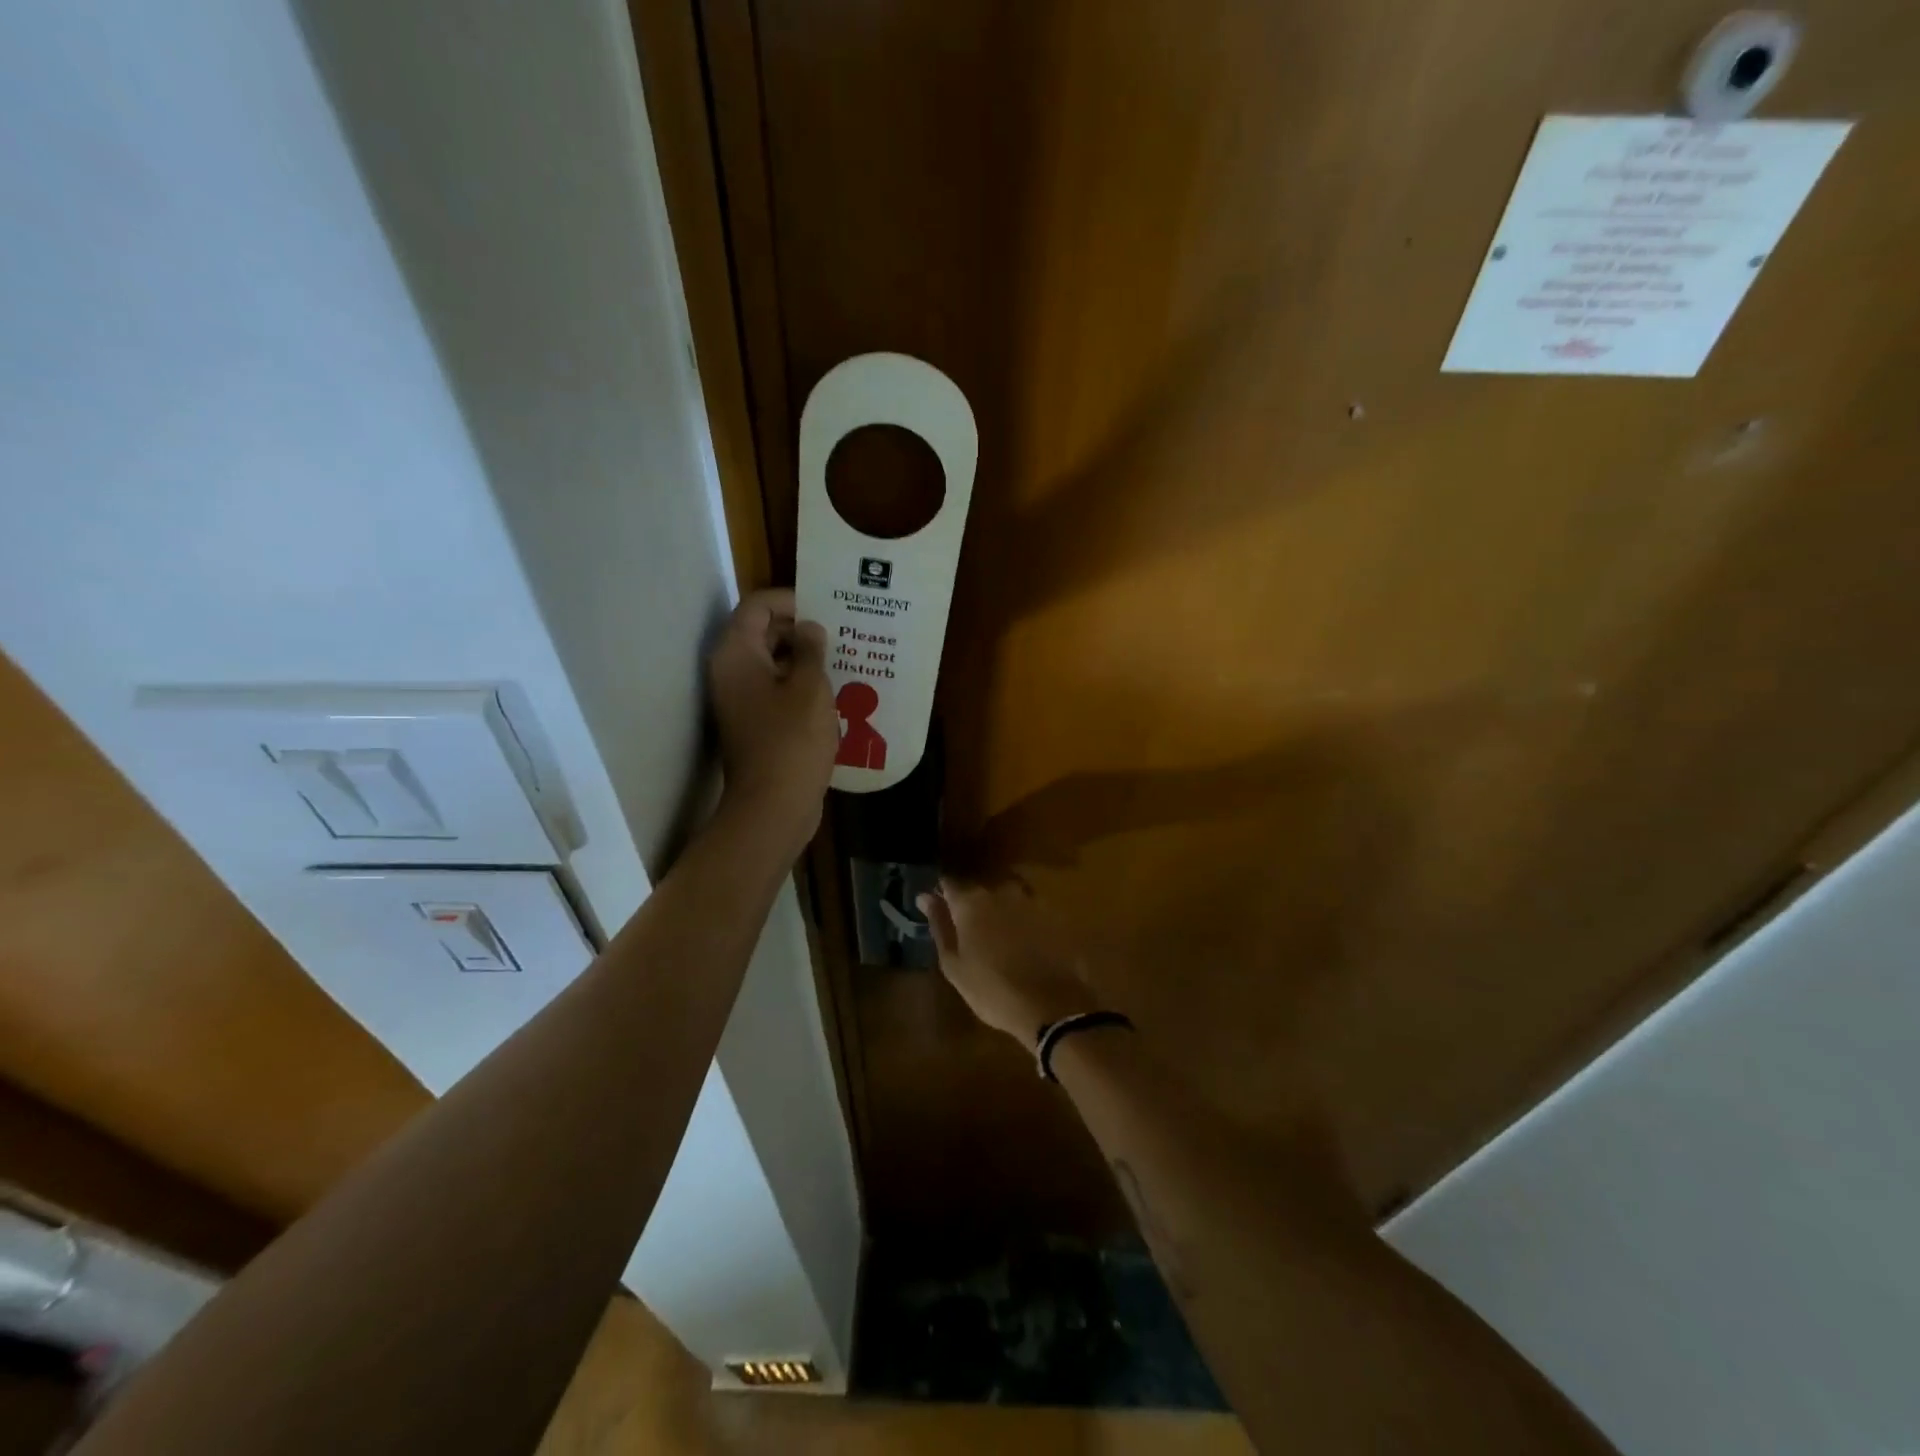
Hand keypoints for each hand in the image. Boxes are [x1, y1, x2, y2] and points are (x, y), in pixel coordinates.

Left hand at [708, 589, 836, 852]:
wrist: (773, 806)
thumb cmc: (791, 741)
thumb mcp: (810, 688)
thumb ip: (811, 650)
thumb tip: (809, 629)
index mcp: (736, 654)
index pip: (757, 606)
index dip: (791, 600)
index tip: (827, 608)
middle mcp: (730, 672)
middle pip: (763, 633)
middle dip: (801, 629)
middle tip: (841, 632)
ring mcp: (740, 700)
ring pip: (772, 664)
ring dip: (804, 659)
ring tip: (844, 658)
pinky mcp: (754, 723)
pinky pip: (776, 690)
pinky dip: (800, 685)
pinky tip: (834, 691)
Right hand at [917, 877, 1101, 1041]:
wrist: (1053, 1006)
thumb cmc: (992, 990)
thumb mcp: (954, 965)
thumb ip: (939, 925)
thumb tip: (924, 896)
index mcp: (971, 901)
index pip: (948, 882)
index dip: (941, 892)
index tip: (937, 905)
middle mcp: (1000, 890)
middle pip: (979, 888)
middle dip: (971, 903)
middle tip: (968, 929)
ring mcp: (1030, 898)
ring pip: (1005, 895)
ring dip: (998, 909)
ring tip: (996, 936)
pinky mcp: (1053, 912)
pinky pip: (1029, 907)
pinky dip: (1022, 918)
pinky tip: (1023, 941)